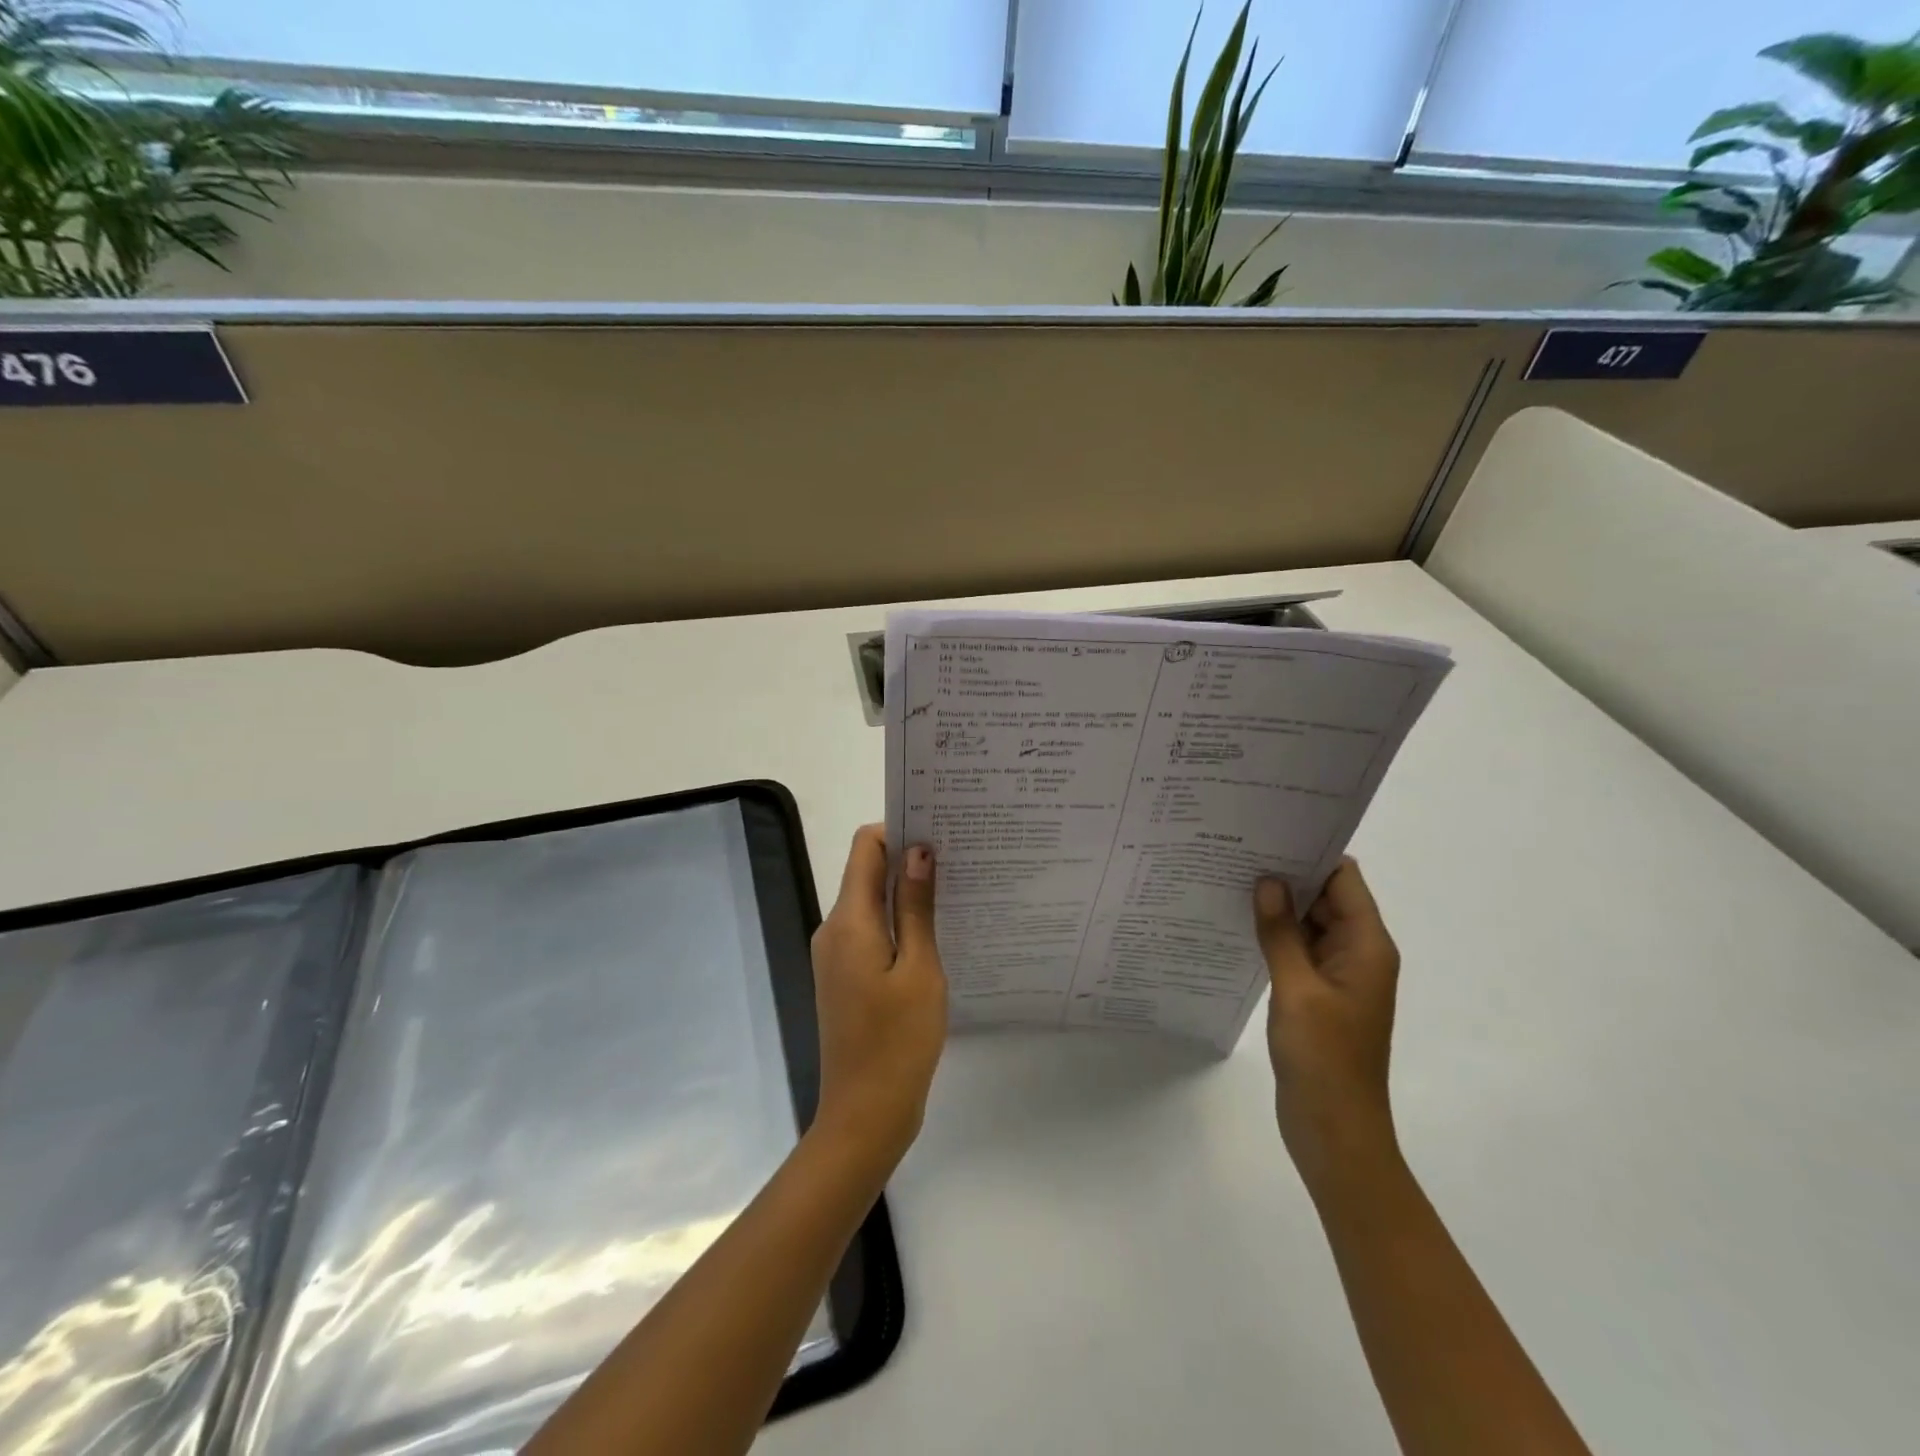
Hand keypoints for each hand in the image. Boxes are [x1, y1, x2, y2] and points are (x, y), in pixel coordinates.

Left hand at [808, 825, 947, 1169]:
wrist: (865, 1115)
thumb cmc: (898, 1041)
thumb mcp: (919, 969)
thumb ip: (915, 907)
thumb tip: (917, 850)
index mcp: (848, 921)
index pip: (865, 847)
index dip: (899, 830)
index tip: (940, 832)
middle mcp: (834, 929)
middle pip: (867, 872)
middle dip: (908, 859)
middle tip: (960, 858)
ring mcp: (836, 955)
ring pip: (871, 903)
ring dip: (906, 892)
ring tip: (956, 890)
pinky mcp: (846, 976)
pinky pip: (871, 932)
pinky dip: (899, 922)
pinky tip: (936, 932)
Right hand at [1254, 859, 1401, 1193]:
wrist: (1335, 1132)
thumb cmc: (1324, 1059)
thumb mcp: (1297, 990)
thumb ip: (1281, 933)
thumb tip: (1266, 881)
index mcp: (1367, 946)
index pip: (1344, 879)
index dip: (1312, 852)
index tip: (1269, 831)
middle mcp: (1358, 953)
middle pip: (1326, 897)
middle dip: (1287, 874)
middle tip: (1237, 849)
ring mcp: (1338, 975)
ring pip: (1309, 923)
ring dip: (1278, 905)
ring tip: (1230, 877)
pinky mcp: (1318, 994)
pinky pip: (1298, 950)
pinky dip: (1275, 935)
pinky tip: (1238, 923)